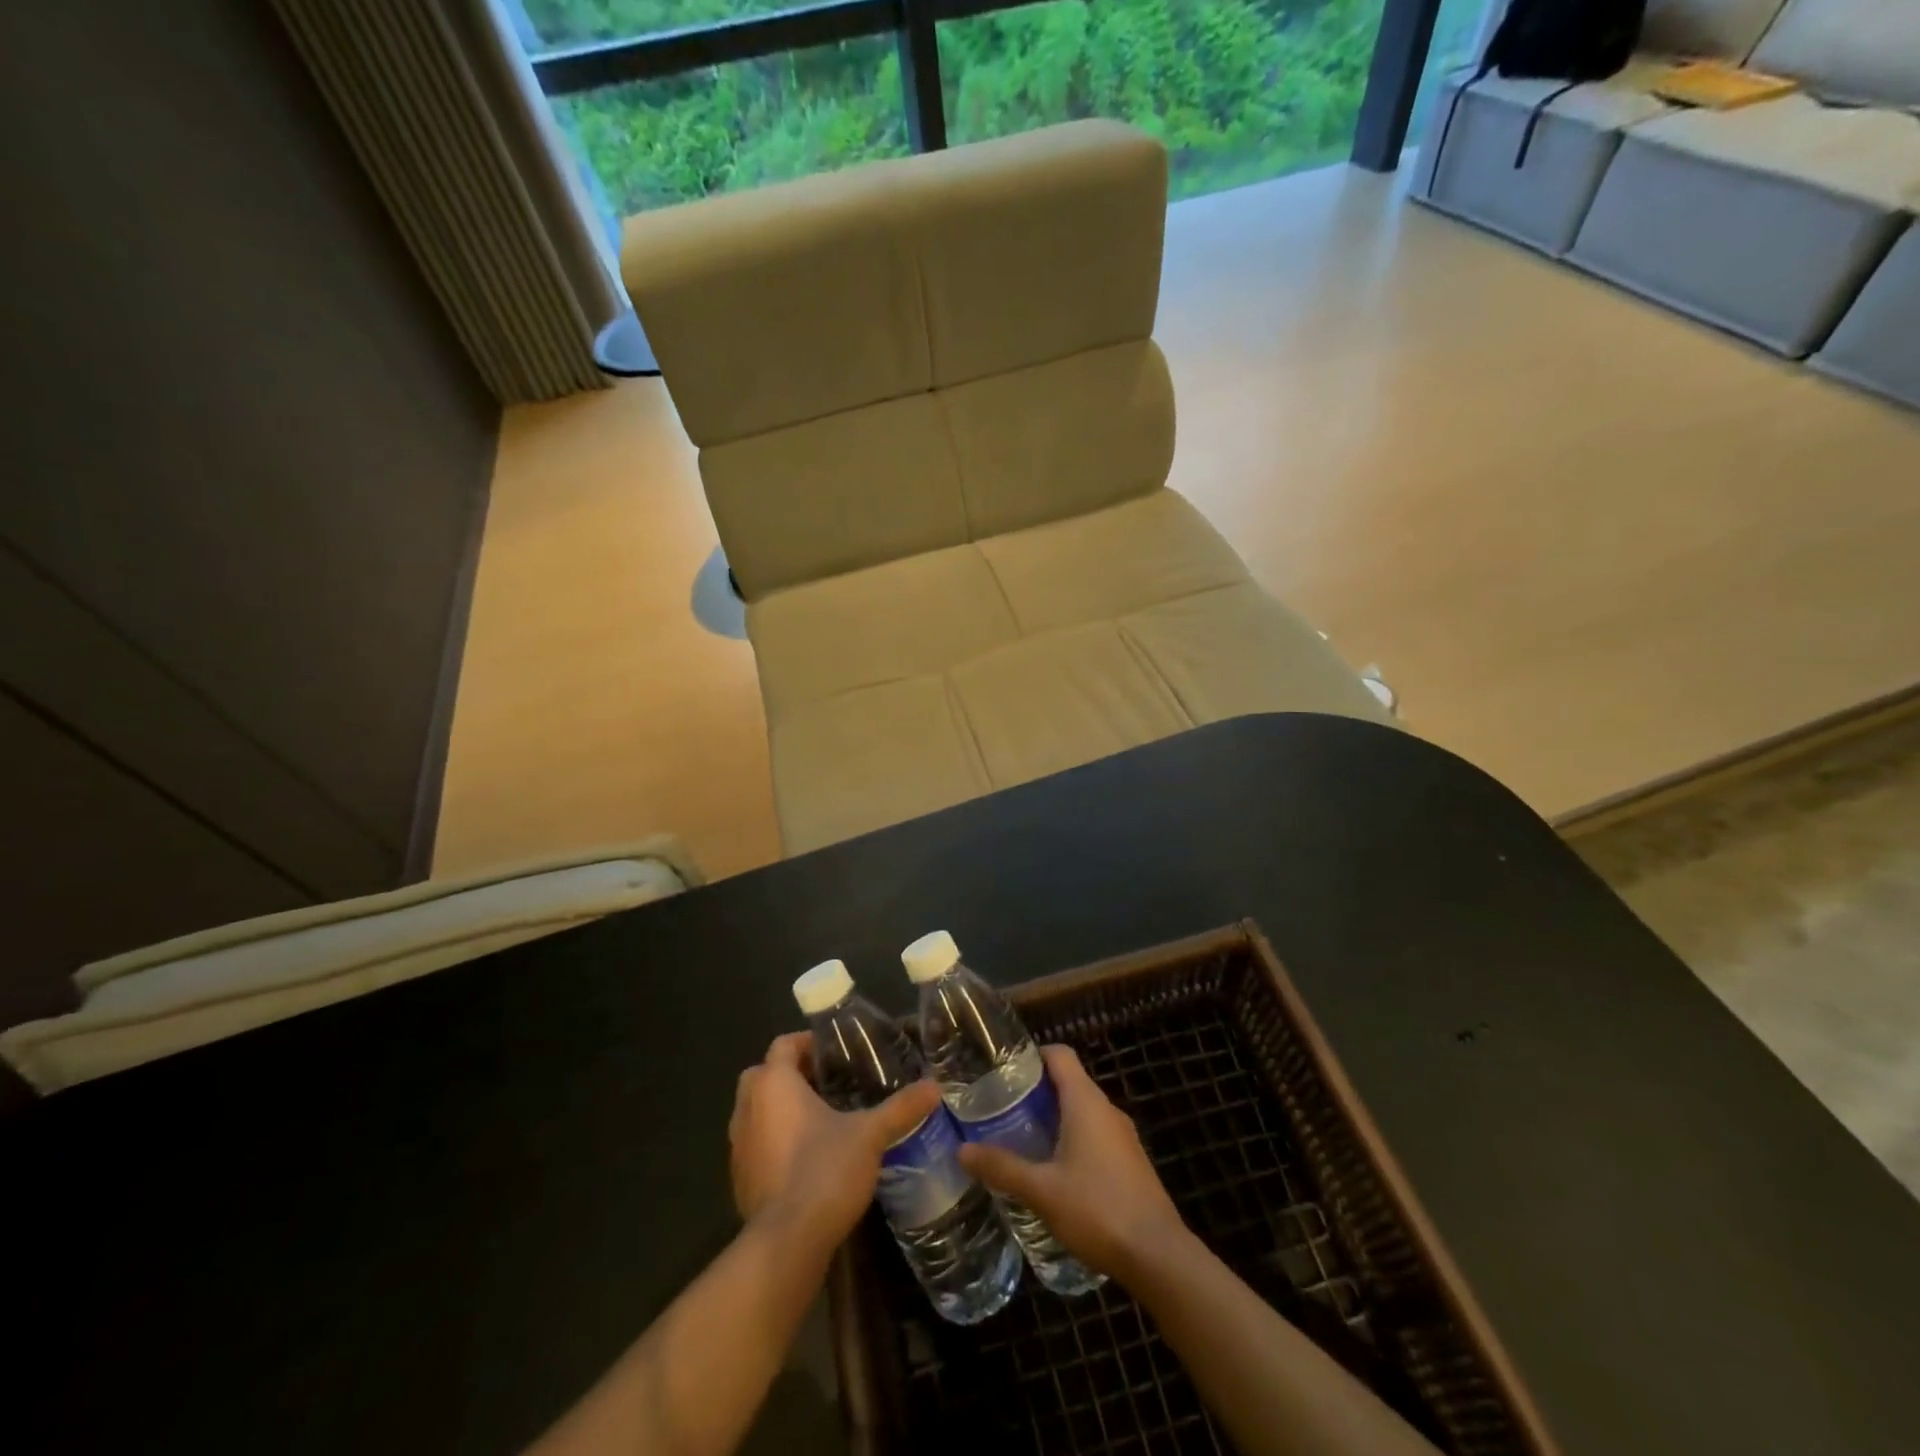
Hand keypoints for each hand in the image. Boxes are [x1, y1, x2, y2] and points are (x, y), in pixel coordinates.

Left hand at [729, 1032, 942, 1254]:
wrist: (787, 1243)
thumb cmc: (824, 1170)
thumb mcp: (870, 1135)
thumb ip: (900, 1108)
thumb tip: (935, 1086)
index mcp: (774, 1084)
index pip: (784, 1044)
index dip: (807, 1042)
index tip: (835, 1052)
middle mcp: (748, 1107)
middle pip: (763, 1074)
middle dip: (790, 1074)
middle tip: (827, 1082)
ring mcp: (738, 1146)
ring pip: (755, 1111)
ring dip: (779, 1109)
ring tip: (819, 1118)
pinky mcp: (739, 1179)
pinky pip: (755, 1145)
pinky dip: (773, 1142)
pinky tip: (805, 1157)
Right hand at [957, 1044, 1188, 1282]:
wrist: (1158, 1256)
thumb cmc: (1097, 1209)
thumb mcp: (1042, 1190)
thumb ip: (1002, 1168)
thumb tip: (962, 1150)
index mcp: (1086, 1101)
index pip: (1060, 1054)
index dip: (1032, 1055)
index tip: (1003, 1071)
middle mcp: (1107, 1109)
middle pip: (1069, 1082)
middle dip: (1036, 1092)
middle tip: (1002, 1110)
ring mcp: (1123, 1136)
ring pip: (1082, 1111)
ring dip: (1054, 1118)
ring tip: (1021, 1140)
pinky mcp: (1131, 1162)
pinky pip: (1096, 1135)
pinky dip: (1072, 1140)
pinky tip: (1054, 1171)